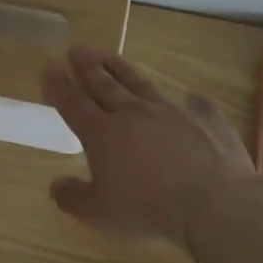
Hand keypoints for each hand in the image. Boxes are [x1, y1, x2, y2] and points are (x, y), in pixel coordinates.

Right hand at [42, 46, 262, 245]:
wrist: (214, 203)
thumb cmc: (148, 209)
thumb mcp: (99, 213)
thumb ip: (73, 197)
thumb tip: (55, 185)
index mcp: (102, 134)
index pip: (73, 104)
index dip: (58, 87)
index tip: (49, 68)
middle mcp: (133, 114)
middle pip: (105, 85)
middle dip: (88, 67)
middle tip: (77, 49)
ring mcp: (172, 113)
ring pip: (141, 85)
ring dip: (123, 70)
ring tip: (110, 56)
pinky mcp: (207, 121)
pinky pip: (197, 106)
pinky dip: (192, 102)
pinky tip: (192, 98)